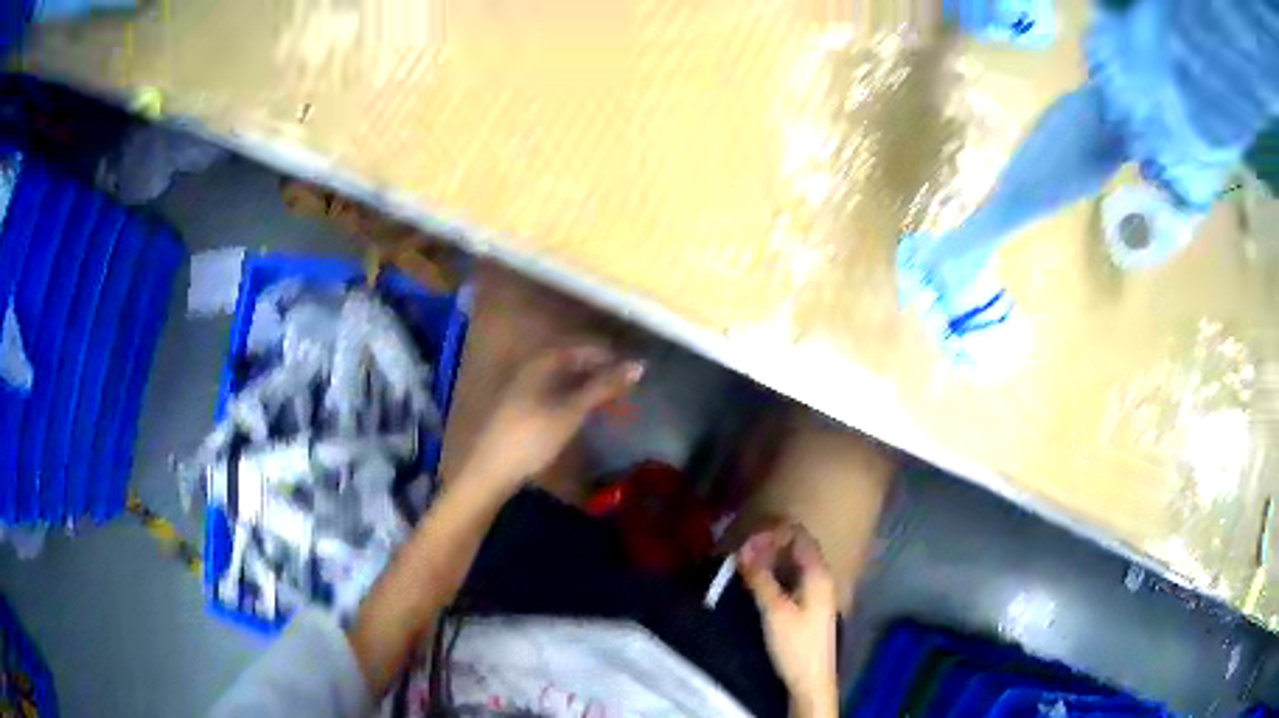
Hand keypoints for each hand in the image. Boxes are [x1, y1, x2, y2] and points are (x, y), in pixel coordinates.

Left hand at [460, 344, 643, 490]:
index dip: (607, 355)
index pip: (580, 347)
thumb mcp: (572, 410)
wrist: (492, 469)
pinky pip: (553, 394)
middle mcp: (530, 369)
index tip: (632, 368)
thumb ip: (604, 386)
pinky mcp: (520, 410)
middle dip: (598, 372)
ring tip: (609, 401)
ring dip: (586, 387)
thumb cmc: (534, 435)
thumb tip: (638, 365)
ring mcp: (523, 390)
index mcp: (541, 362)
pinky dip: (572, 399)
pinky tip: (582, 413)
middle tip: (624, 387)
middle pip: (570, 362)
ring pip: (562, 380)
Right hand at [738, 523, 838, 717]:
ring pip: (789, 565)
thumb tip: (743, 547)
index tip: (745, 541)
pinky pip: (787, 580)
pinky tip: (752, 585)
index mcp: (818, 574)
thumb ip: (761, 577)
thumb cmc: (795, 645)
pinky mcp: (805, 607)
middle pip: (794, 548)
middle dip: (767, 545)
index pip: (798, 536)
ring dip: (766, 562)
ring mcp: (813, 593)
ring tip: (740, 567)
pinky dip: (770, 576)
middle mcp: (819, 578)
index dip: (773, 532)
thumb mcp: (775, 611)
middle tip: (738, 553)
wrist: (809, 681)